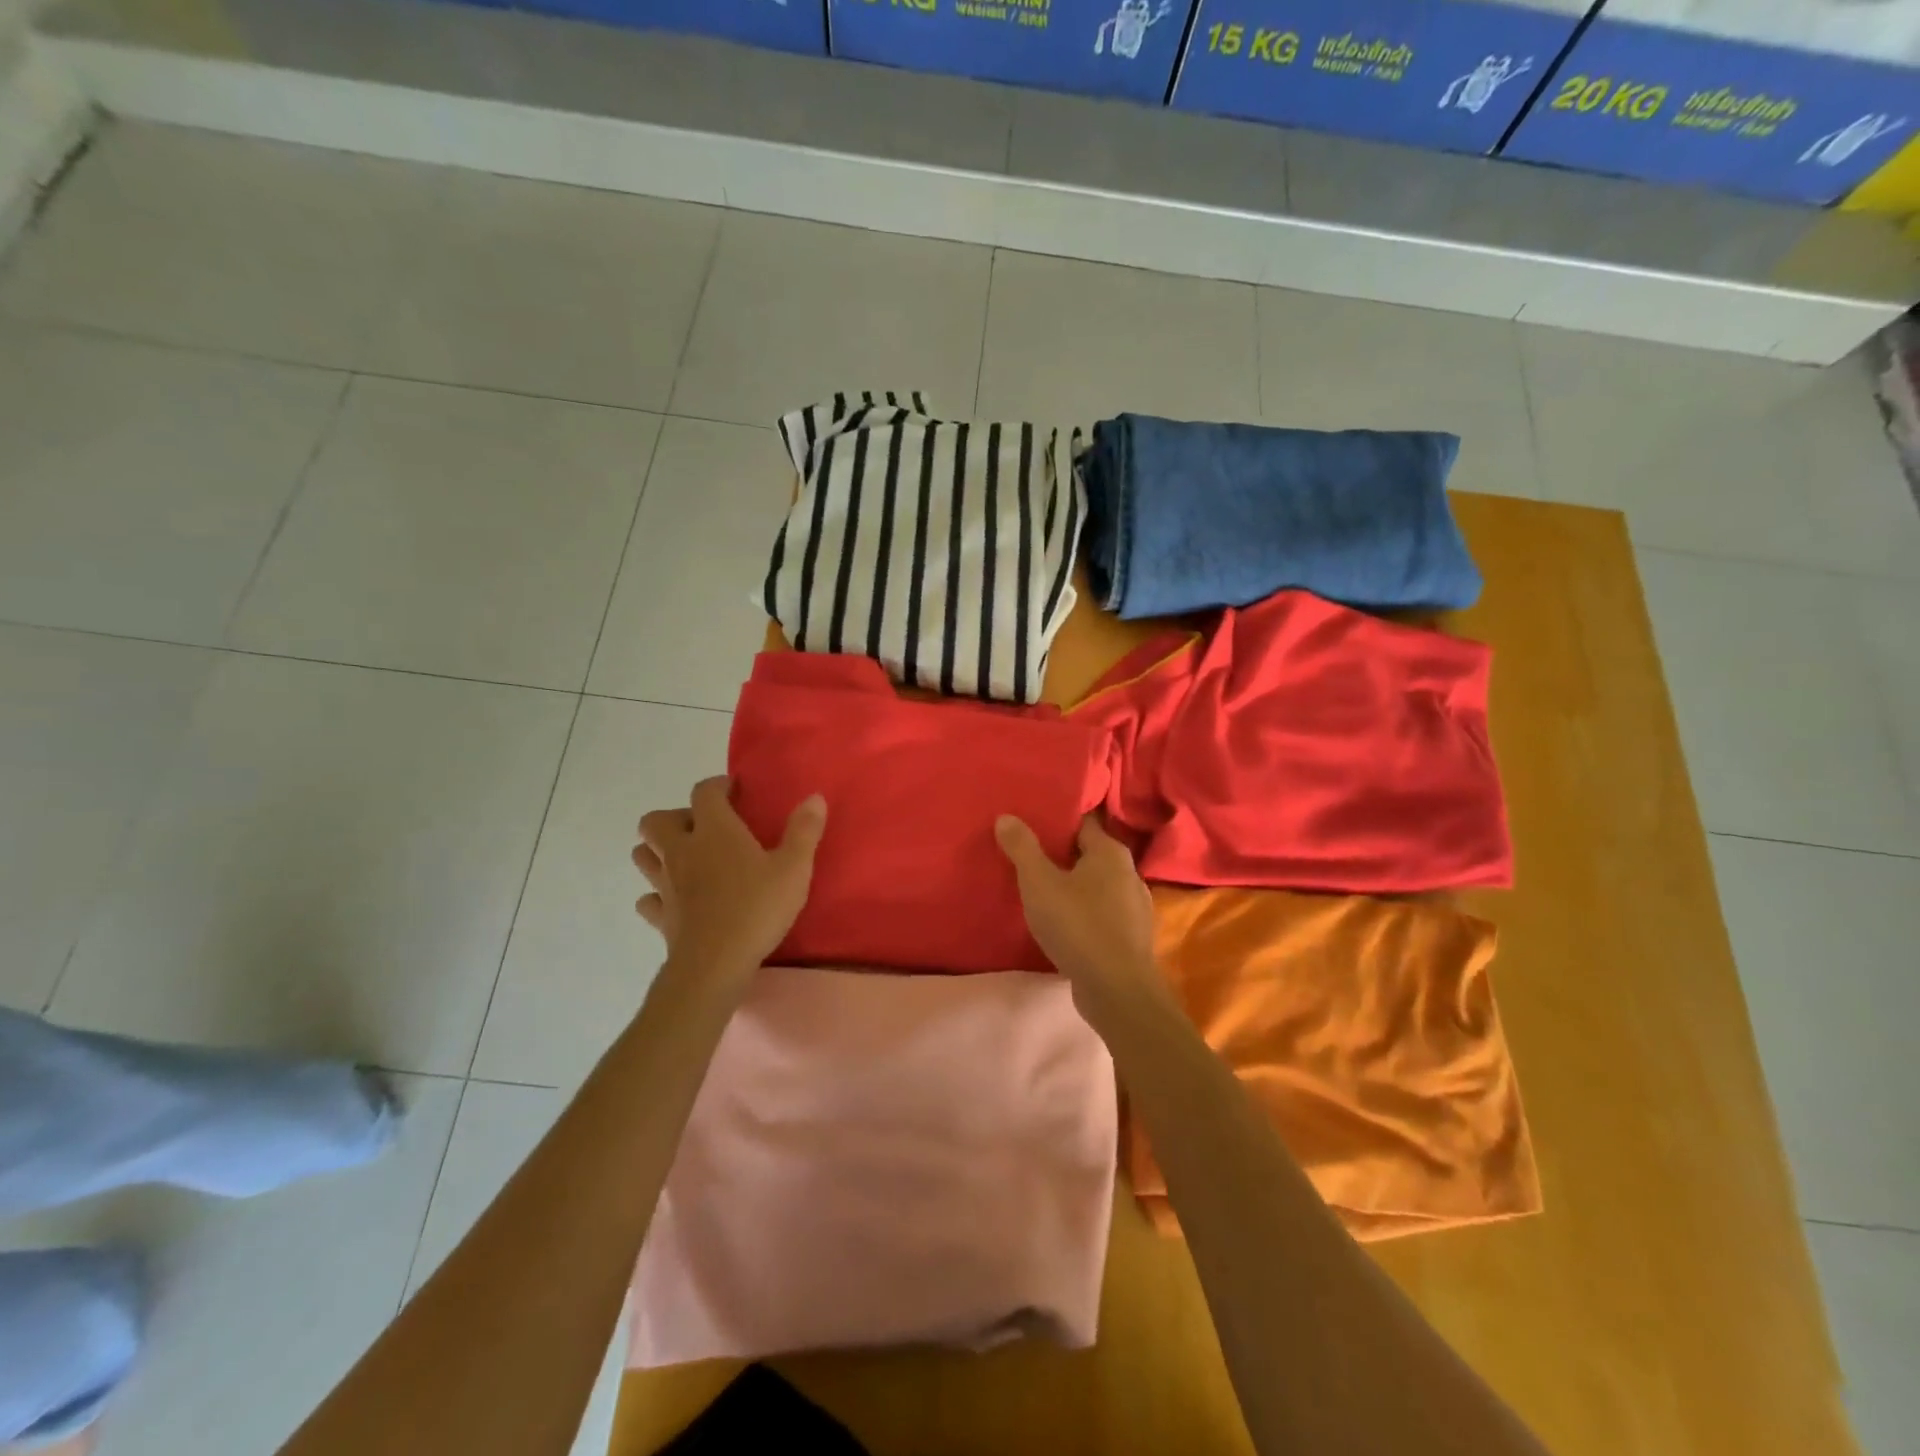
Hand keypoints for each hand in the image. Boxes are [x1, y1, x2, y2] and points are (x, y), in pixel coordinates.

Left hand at [633, 777, 826, 984]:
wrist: (715, 964)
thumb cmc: (757, 908)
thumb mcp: (794, 868)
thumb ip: (803, 831)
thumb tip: (814, 797)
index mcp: (714, 831)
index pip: (704, 792)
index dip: (717, 786)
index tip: (733, 791)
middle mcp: (682, 850)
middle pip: (656, 821)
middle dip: (675, 817)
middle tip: (704, 828)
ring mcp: (665, 884)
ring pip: (643, 856)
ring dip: (658, 850)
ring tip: (686, 858)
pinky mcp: (660, 916)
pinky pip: (648, 899)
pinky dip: (657, 894)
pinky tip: (676, 900)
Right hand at [994, 814, 1166, 1017]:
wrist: (1118, 990)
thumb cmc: (1078, 925)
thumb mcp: (1039, 883)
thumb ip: (1022, 848)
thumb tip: (1006, 816)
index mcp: (1111, 852)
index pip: (1083, 821)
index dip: (1058, 818)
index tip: (1033, 817)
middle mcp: (1129, 873)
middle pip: (1090, 852)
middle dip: (1062, 852)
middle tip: (1029, 851)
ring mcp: (1133, 907)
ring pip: (1097, 884)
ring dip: (1073, 884)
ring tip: (1041, 886)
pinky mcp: (1130, 936)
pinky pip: (1101, 911)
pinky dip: (1083, 910)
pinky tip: (1062, 920)